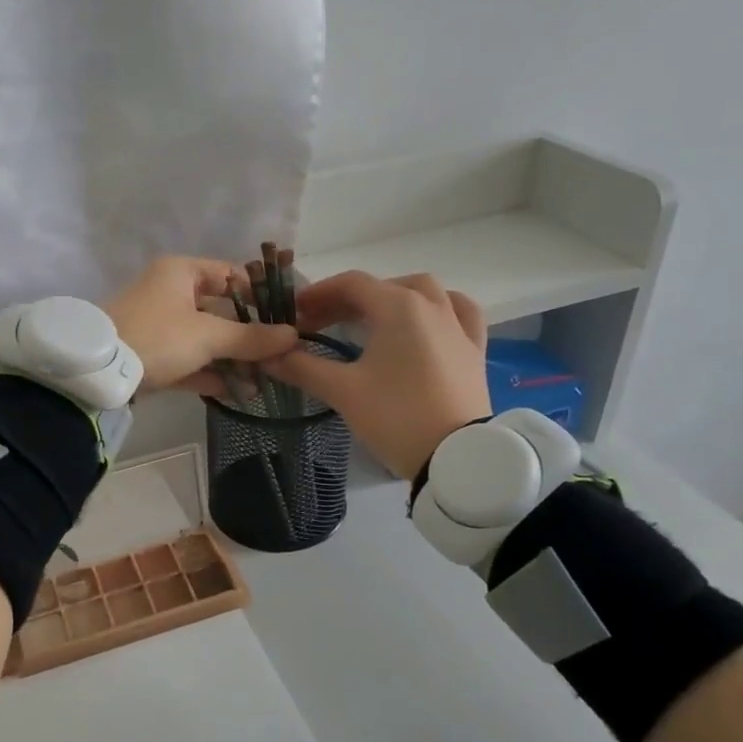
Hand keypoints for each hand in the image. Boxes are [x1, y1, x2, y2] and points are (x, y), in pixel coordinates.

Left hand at [105, 256, 298, 393]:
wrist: (98, 372)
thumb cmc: (158, 337)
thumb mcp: (209, 336)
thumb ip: (251, 338)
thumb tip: (293, 336)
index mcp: (182, 272)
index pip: (231, 274)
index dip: (260, 295)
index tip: (286, 318)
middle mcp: (171, 293)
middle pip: (221, 311)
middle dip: (249, 337)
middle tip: (279, 358)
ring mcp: (159, 325)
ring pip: (205, 339)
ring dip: (233, 360)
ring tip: (263, 383)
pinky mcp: (152, 355)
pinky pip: (189, 361)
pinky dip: (210, 374)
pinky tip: (237, 394)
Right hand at [262, 271, 490, 477]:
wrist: (457, 457)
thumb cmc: (396, 416)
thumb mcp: (343, 391)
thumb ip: (302, 367)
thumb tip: (267, 355)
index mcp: (398, 307)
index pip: (351, 284)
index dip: (318, 294)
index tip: (294, 313)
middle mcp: (431, 305)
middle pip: (383, 287)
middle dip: (347, 300)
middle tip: (319, 323)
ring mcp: (458, 326)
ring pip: (423, 292)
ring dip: (392, 297)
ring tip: (371, 318)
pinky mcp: (474, 349)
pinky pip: (458, 312)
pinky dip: (438, 308)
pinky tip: (427, 320)